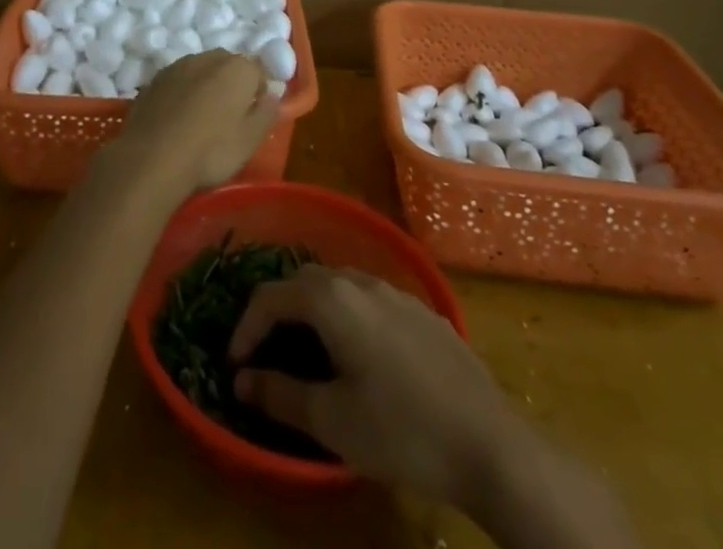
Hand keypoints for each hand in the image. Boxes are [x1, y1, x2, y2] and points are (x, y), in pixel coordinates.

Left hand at [100, 51, 279, 202]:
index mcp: (239, 68)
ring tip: (200, 121)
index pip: (259, 73)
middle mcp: (209, 57)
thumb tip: (272, 96)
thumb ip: (267, 113)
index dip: (258, 96)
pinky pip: (178, 82)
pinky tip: (177, 120)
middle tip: (228, 120)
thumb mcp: (251, 140)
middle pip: (228, 67)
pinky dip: (181, 94)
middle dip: (231, 87)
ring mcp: (178, 65)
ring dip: (205, 88)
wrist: (152, 158)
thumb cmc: (211, 150)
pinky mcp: (155, 79)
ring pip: (201, 72)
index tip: (251, 120)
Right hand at [229, 265, 508, 501]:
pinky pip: (369, 298)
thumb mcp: (332, 421)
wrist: (489, 442)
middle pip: (304, 280)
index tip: (234, 364)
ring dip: (312, 309)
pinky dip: (346, 314)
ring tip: (306, 352)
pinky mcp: (422, 309)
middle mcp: (361, 280)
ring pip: (339, 284)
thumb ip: (280, 394)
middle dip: (277, 310)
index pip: (271, 295)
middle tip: (266, 352)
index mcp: (333, 299)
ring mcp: (396, 291)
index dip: (246, 327)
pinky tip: (358, 355)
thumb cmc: (401, 430)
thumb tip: (242, 378)